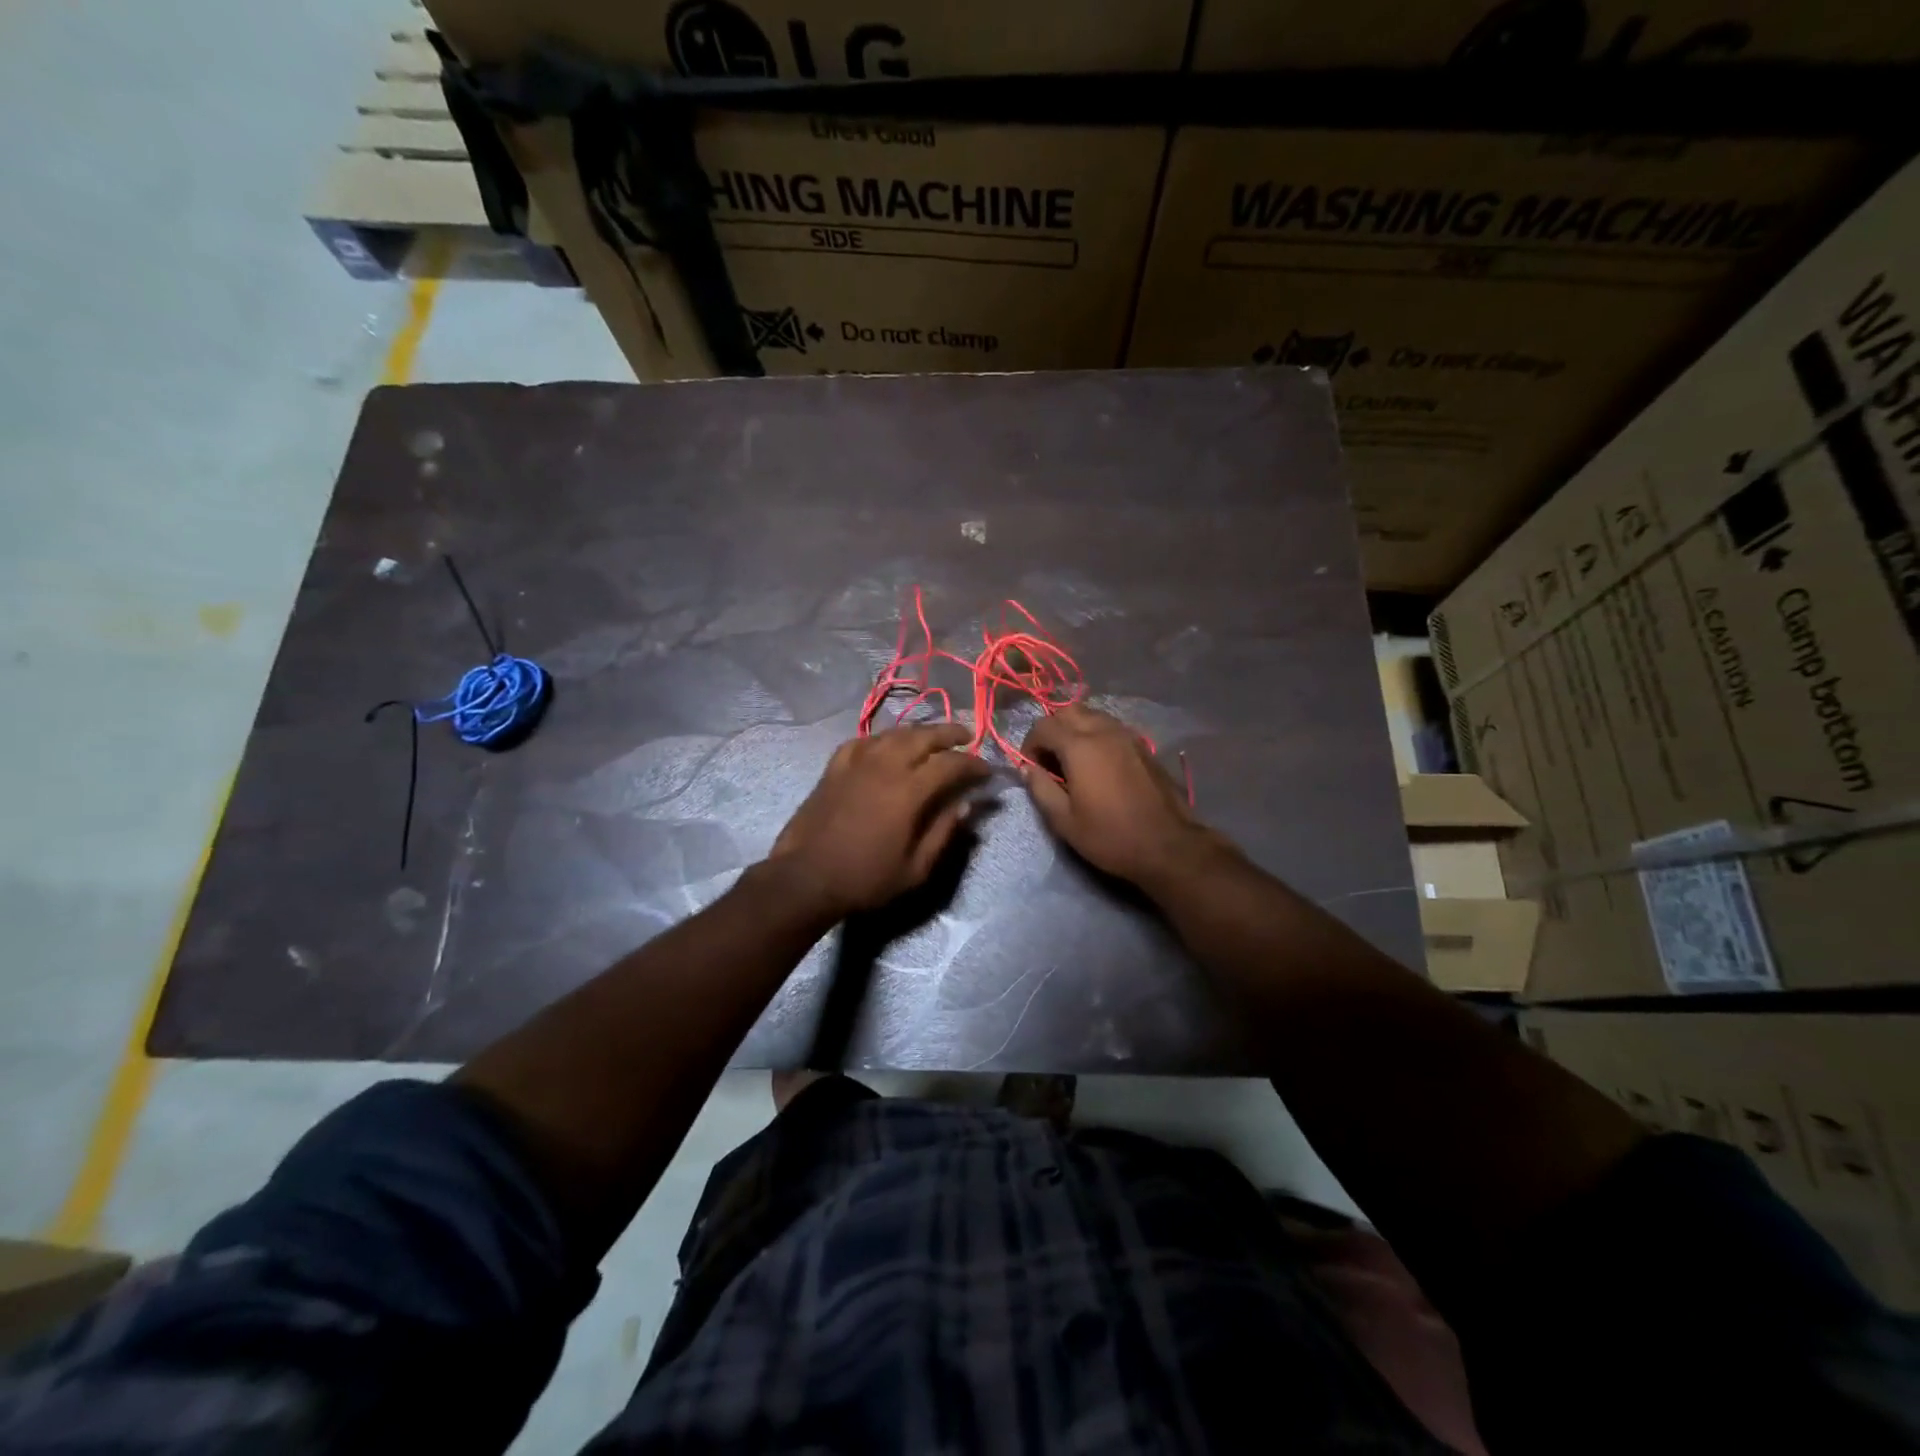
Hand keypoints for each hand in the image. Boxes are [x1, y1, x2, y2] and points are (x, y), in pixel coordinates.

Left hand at [770, 724, 990, 919]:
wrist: (806, 878)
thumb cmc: (865, 879)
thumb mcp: (916, 868)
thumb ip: (944, 832)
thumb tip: (967, 804)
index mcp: (909, 790)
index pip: (950, 764)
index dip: (973, 763)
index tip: (986, 770)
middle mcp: (885, 766)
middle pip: (923, 736)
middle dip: (949, 733)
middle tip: (966, 736)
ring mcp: (856, 763)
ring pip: (893, 733)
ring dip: (918, 732)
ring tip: (932, 737)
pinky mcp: (834, 769)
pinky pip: (862, 742)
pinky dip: (881, 739)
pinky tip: (885, 745)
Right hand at [1021, 705, 1218, 887]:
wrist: (1167, 845)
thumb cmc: (1110, 836)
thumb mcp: (1064, 821)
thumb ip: (1041, 789)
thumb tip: (1027, 769)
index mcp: (1080, 747)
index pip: (1043, 726)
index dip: (1029, 744)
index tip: (1031, 767)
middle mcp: (1103, 731)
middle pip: (1068, 711)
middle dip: (1052, 729)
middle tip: (1050, 759)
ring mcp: (1127, 736)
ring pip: (1092, 715)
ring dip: (1075, 729)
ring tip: (1073, 760)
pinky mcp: (1143, 746)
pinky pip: (1111, 727)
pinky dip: (1096, 735)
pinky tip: (1098, 764)